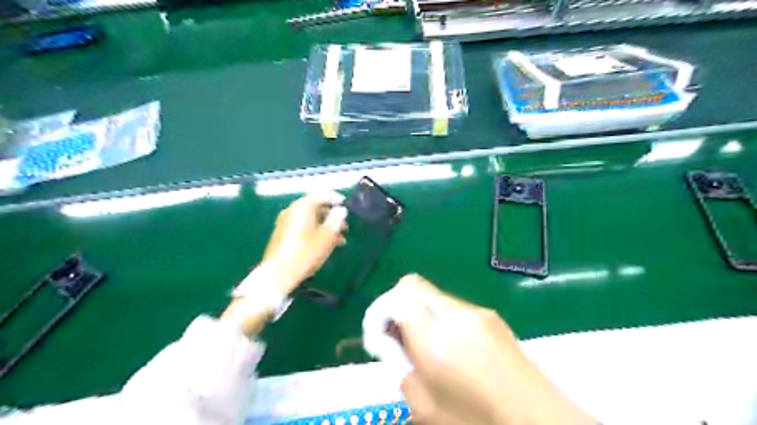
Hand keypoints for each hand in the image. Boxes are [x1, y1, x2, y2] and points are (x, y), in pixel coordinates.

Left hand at [262, 190, 346, 294]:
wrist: (278, 273)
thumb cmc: (306, 253)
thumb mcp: (327, 236)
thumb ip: (336, 220)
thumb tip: (341, 210)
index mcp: (303, 206)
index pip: (321, 193)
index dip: (335, 198)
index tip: (345, 206)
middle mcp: (292, 210)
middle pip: (315, 206)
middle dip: (332, 215)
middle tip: (345, 226)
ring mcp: (285, 221)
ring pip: (310, 218)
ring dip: (325, 225)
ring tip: (339, 239)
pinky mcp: (282, 233)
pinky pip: (303, 226)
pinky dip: (315, 231)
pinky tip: (325, 244)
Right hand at [393, 274, 593, 424]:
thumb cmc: (479, 421)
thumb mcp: (426, 409)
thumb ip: (403, 369)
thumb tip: (397, 348)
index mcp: (437, 335)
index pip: (401, 292)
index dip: (381, 309)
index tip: (380, 337)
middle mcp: (458, 313)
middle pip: (415, 287)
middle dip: (398, 308)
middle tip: (399, 340)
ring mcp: (479, 312)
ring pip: (435, 297)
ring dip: (421, 314)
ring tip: (429, 350)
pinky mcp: (494, 318)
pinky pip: (456, 308)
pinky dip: (442, 321)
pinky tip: (455, 352)